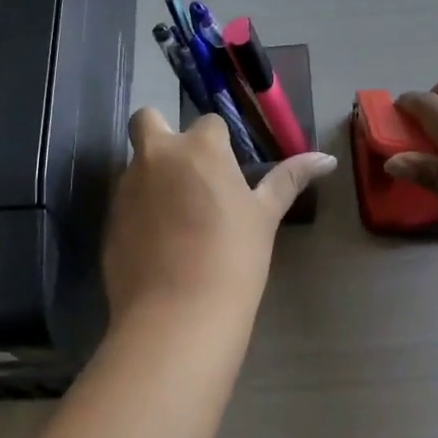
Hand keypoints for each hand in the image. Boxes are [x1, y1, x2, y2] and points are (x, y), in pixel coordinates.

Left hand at [103, 109, 336, 328]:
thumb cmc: (233, 258)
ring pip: (136, 165)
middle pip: (148, 120)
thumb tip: (327, 158)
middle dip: (163, 134)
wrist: (177, 316)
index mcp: (199, 148)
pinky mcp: (109, 221)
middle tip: (187, 172)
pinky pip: (125, 203)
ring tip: (179, 220)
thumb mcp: (265, 217)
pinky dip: (140, 212)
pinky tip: (160, 246)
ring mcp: (126, 188)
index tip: (227, 172)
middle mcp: (156, 157)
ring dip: (153, 177)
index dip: (218, 144)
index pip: (208, 123)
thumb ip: (290, 179)